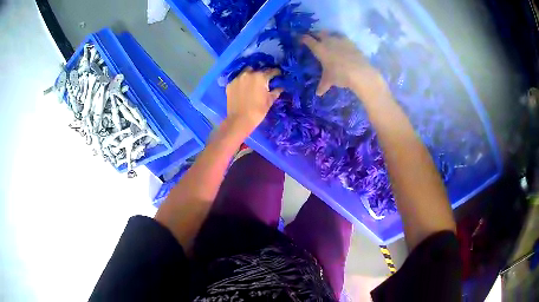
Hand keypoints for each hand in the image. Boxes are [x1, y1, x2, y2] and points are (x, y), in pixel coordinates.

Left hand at [226, 68, 281, 132]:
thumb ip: (276, 91)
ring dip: (251, 74)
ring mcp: (238, 78)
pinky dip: (242, 81)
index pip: (271, 71)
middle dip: (263, 73)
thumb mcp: (269, 101)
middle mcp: (248, 74)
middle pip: (258, 69)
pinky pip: (238, 79)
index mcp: (261, 77)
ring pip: (246, 71)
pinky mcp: (230, 84)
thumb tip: (280, 87)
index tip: (279, 74)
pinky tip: (244, 87)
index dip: (277, 72)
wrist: (239, 120)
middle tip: (265, 79)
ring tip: (253, 81)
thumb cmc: (258, 110)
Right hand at [302, 32, 387, 98]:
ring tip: (327, 40)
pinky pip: (341, 37)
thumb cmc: (340, 75)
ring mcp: (340, 39)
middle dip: (315, 34)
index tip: (300, 39)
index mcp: (319, 48)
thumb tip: (318, 93)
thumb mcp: (329, 80)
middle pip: (318, 33)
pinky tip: (340, 44)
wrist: (360, 72)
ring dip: (327, 35)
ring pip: (330, 33)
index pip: (307, 40)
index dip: (303, 38)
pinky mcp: (350, 41)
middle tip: (313, 38)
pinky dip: (339, 39)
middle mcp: (328, 41)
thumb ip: (322, 85)